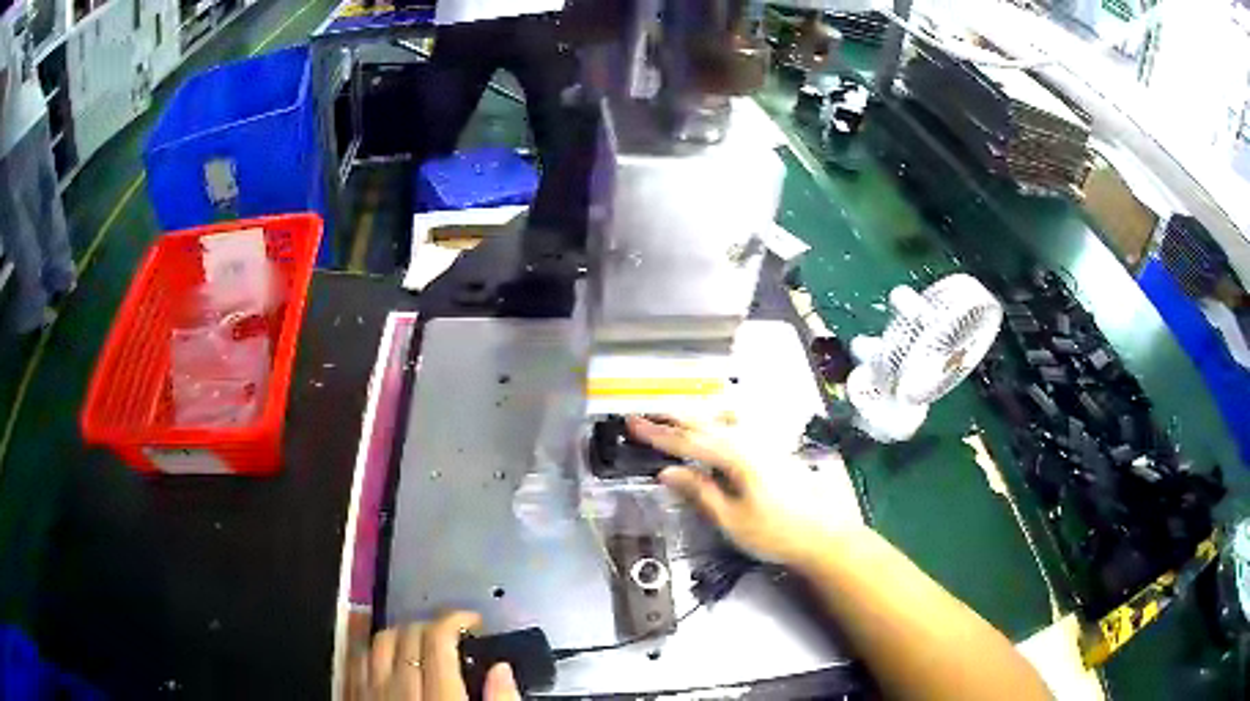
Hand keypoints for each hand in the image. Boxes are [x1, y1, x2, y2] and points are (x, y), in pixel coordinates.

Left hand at [357, 610, 518, 700]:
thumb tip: (502, 669)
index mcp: (440, 695)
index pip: (438, 639)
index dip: (454, 619)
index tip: (472, 619)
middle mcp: (399, 688)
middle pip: (408, 635)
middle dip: (431, 624)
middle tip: (451, 631)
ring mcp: (371, 691)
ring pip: (379, 642)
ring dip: (400, 633)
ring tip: (418, 639)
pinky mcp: (354, 697)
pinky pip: (356, 660)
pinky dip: (371, 649)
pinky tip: (385, 654)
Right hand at [627, 416, 861, 566]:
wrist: (825, 535)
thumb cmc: (777, 533)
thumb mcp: (732, 520)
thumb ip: (699, 492)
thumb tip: (667, 472)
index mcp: (738, 456)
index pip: (689, 441)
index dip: (658, 434)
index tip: (632, 424)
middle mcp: (752, 439)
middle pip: (706, 422)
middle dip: (673, 418)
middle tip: (646, 415)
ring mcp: (767, 441)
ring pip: (724, 417)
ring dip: (696, 414)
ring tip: (674, 416)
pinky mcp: (776, 448)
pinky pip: (740, 423)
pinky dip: (719, 418)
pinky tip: (717, 424)